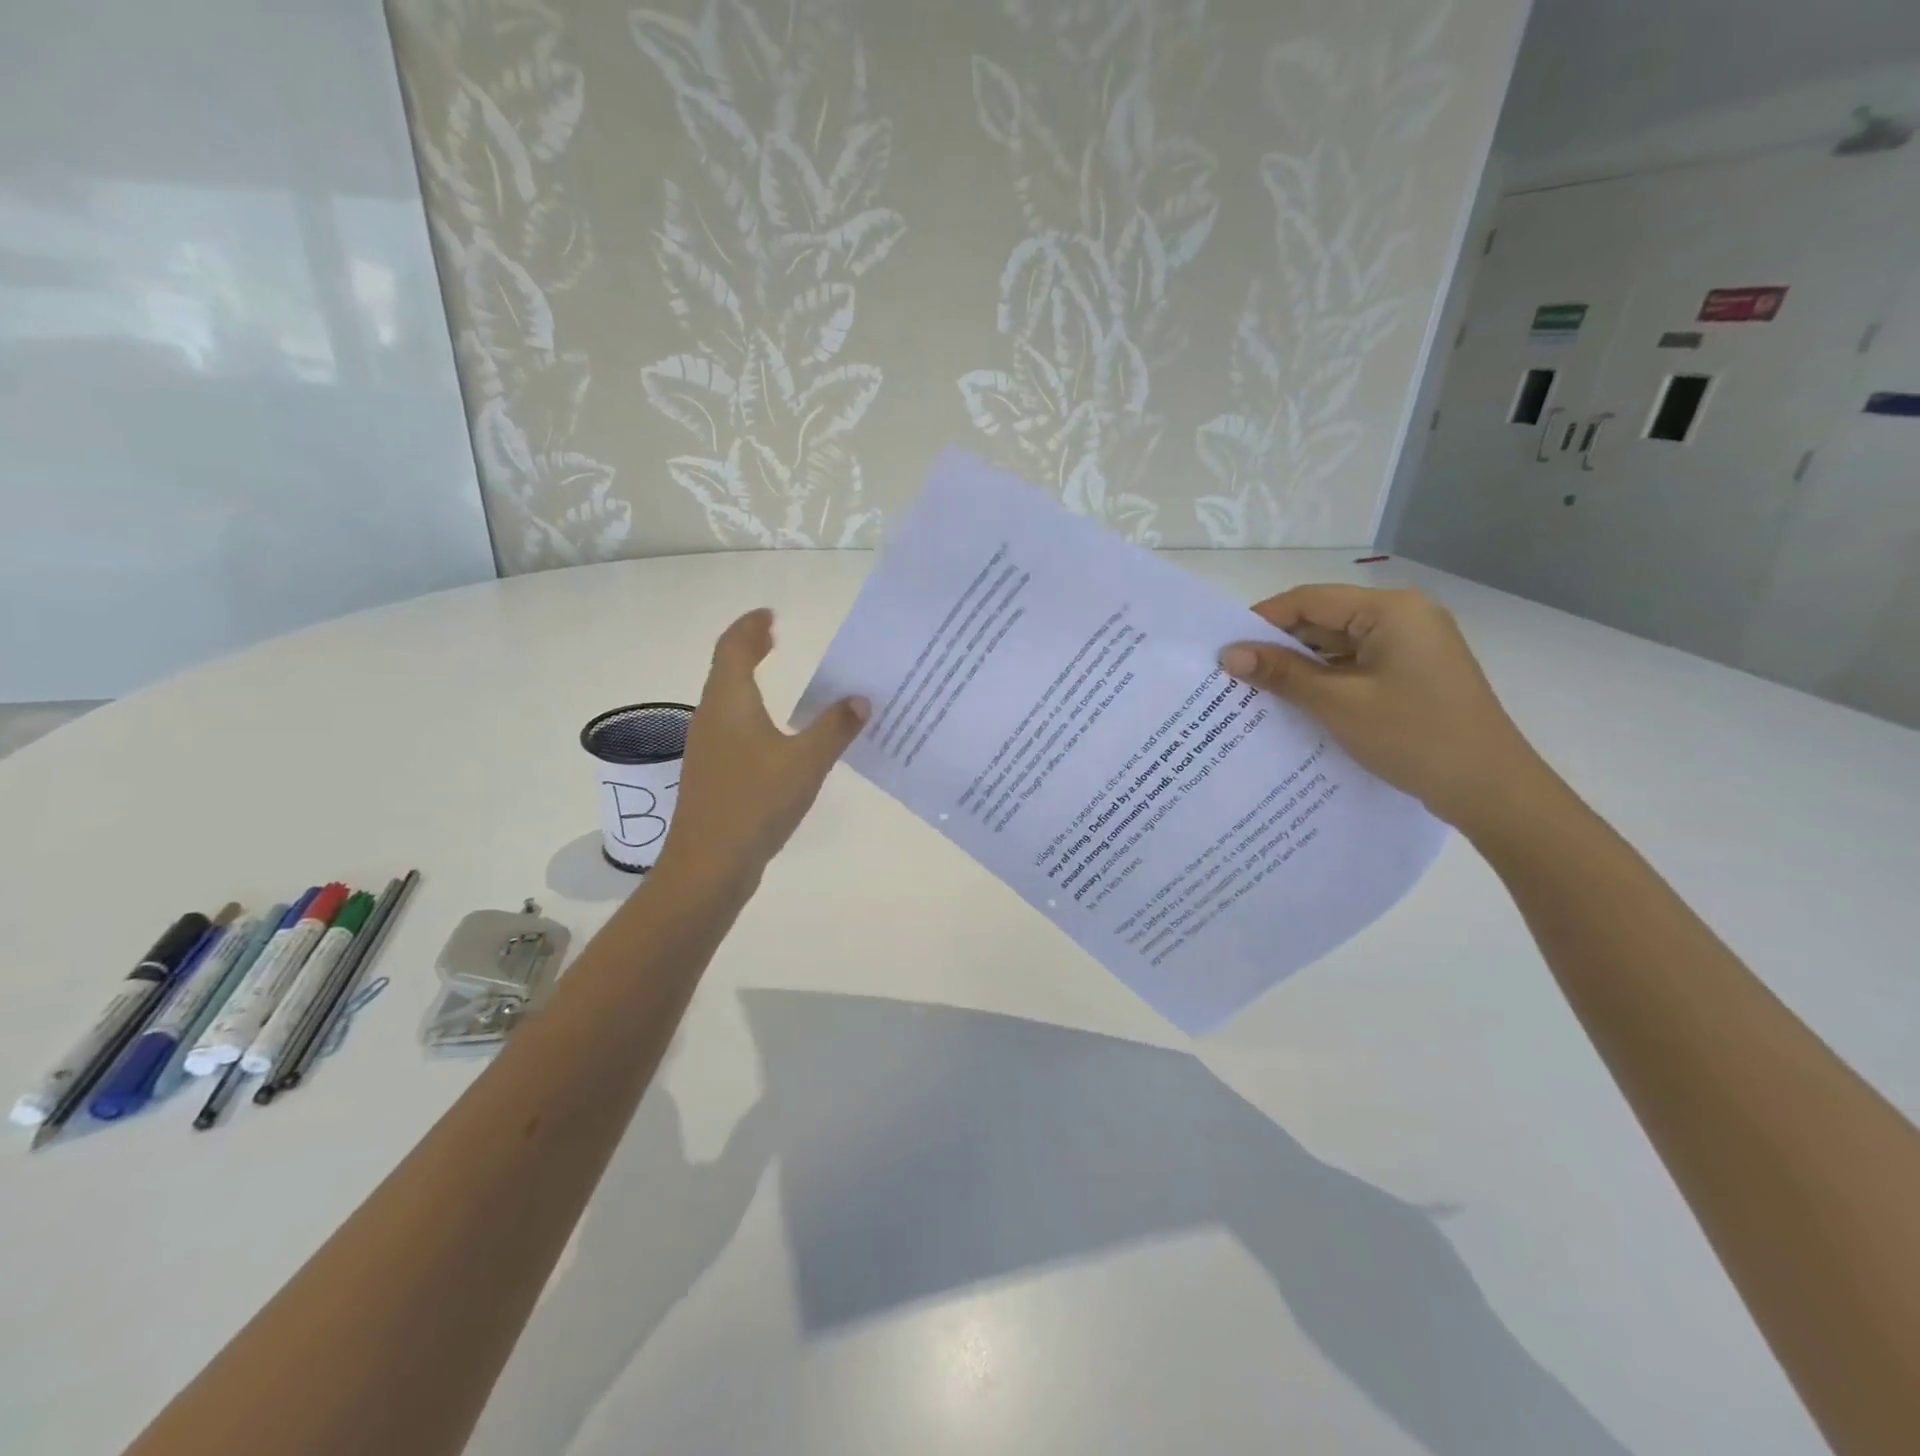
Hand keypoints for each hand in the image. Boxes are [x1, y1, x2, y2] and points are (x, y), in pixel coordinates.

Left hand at [659, 609, 868, 883]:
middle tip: (774, 638)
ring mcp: (708, 747)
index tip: (770, 615)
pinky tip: (774, 733)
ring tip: (778, 678)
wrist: (709, 864)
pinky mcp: (713, 773)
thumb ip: (835, 727)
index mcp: (730, 702)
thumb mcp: (806, 762)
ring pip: (726, 700)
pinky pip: (732, 727)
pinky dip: (751, 712)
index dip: (750, 627)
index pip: (734, 648)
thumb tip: (859, 698)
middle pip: (725, 670)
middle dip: (749, 649)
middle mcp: (712, 717)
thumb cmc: (756, 802)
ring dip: (748, 681)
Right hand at [1219, 585, 1550, 831]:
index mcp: (1391, 610)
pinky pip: (1356, 667)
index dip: (1261, 620)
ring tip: (1255, 692)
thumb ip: (1282, 674)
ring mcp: (1412, 647)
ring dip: (1300, 667)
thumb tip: (1229, 654)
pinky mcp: (1413, 674)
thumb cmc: (1413, 736)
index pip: (1309, 600)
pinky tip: (1295, 704)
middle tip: (1233, 674)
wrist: (1490, 788)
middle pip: (1324, 620)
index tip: (1224, 648)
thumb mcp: (1338, 703)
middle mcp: (1404, 617)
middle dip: (1279, 646)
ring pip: (1338, 646)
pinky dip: (1325, 681)